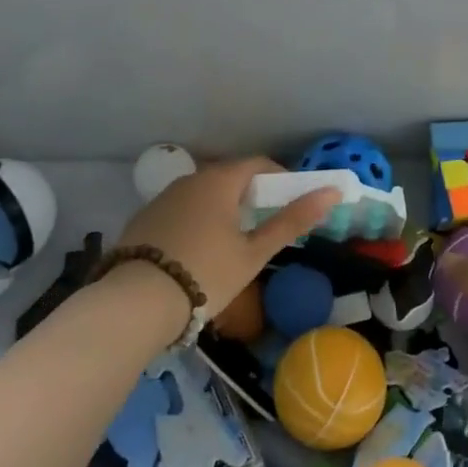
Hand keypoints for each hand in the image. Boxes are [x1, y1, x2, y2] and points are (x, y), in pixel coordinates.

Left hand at [115, 158, 337, 311]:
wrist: (136, 302)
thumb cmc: (206, 274)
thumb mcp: (254, 253)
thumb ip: (291, 221)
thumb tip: (331, 192)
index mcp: (220, 181)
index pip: (258, 164)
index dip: (279, 178)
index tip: (292, 202)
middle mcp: (190, 179)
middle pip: (229, 177)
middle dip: (251, 194)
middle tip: (265, 224)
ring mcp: (163, 197)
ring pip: (203, 193)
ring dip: (222, 207)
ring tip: (233, 240)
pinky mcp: (144, 218)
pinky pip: (181, 209)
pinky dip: (197, 220)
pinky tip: (198, 250)